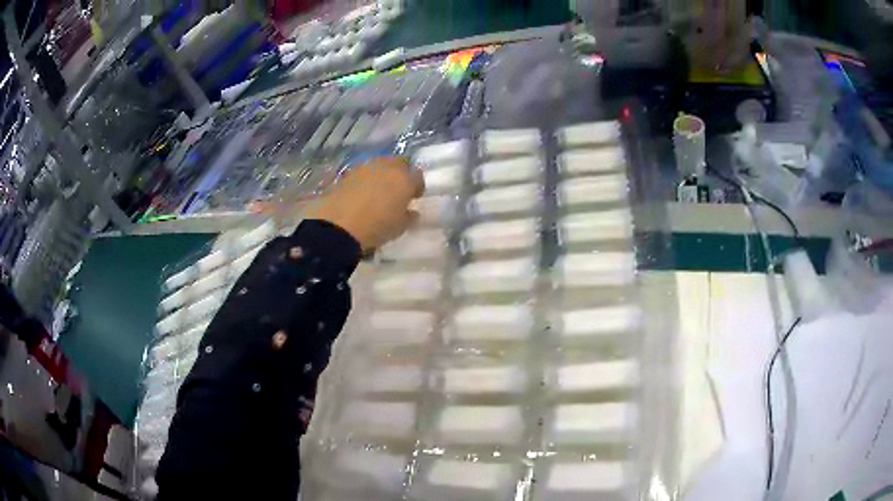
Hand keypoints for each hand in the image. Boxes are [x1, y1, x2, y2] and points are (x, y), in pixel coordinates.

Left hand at [305, 157, 424, 251]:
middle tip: (397, 191)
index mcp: (404, 179)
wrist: (338, 226)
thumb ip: (409, 216)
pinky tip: (360, 195)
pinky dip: (364, 181)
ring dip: (381, 175)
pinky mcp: (347, 173)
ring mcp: (364, 168)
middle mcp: (386, 167)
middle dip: (400, 174)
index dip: (417, 187)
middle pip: (398, 163)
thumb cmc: (376, 227)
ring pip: (379, 166)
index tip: (413, 198)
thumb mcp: (399, 227)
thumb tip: (411, 211)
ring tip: (377, 192)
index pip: (418, 176)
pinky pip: (362, 174)